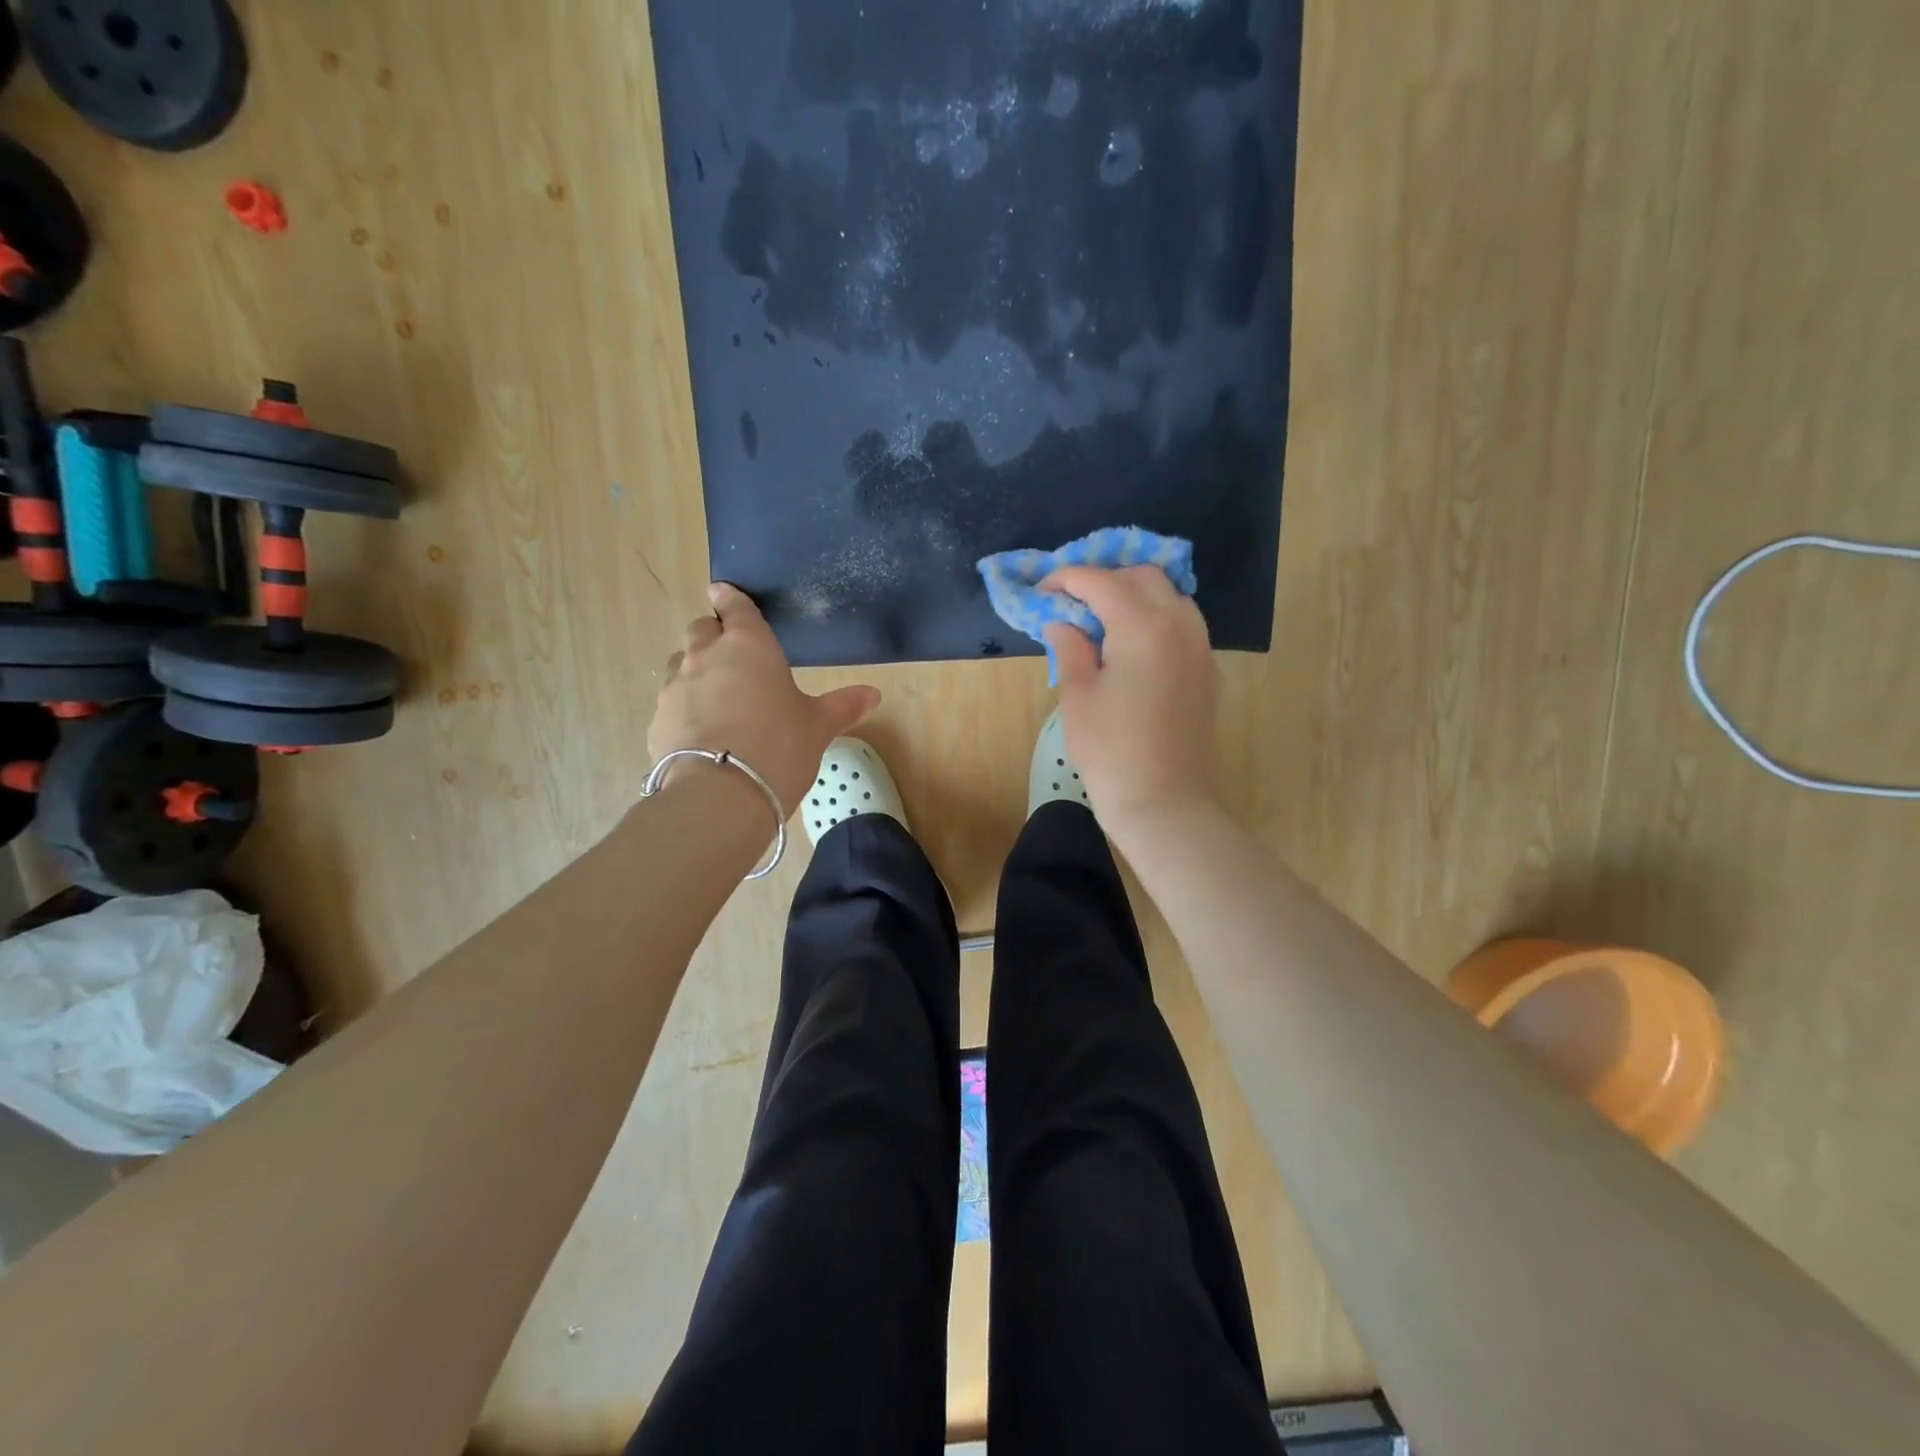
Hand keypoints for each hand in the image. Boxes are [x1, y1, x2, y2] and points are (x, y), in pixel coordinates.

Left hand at [648, 583, 880, 812]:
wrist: (720, 794)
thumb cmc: (779, 747)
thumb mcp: (818, 727)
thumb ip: (843, 706)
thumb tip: (873, 695)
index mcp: (749, 645)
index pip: (734, 606)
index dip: (729, 598)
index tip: (723, 594)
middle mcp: (706, 655)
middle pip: (701, 629)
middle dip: (714, 636)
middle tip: (734, 660)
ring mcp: (675, 686)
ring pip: (681, 664)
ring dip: (696, 671)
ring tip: (717, 700)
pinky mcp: (657, 718)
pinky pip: (670, 702)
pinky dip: (684, 708)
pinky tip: (702, 734)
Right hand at [1041, 565, 1218, 826]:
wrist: (1163, 800)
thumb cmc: (1110, 749)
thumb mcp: (1077, 696)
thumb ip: (1070, 648)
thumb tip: (1061, 622)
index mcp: (1143, 626)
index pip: (1101, 582)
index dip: (1067, 578)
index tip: (1042, 588)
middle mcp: (1180, 625)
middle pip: (1143, 577)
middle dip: (1105, 579)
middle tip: (1073, 601)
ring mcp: (1201, 648)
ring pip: (1171, 596)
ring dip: (1135, 595)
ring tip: (1103, 618)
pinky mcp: (1208, 672)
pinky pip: (1184, 626)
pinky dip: (1157, 619)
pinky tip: (1133, 645)